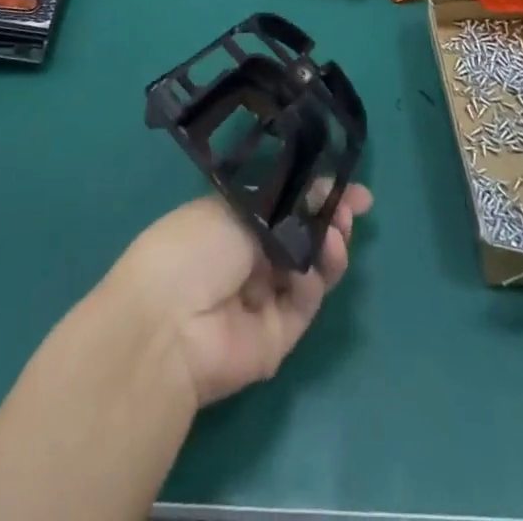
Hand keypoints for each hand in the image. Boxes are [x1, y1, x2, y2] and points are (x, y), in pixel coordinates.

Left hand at [106, 184, 372, 407]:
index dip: (315, 192)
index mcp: (232, 221)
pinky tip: (330, 251)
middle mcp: (248, 258)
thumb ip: (285, 199)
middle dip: (329, 217)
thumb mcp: (239, 207)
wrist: (169, 322)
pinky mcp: (277, 335)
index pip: (282, 203)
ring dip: (331, 243)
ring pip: (310, 267)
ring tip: (342, 226)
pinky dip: (321, 275)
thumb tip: (321, 186)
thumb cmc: (193, 245)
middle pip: (301, 235)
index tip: (348, 186)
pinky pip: (306, 299)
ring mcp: (263, 298)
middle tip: (353, 204)